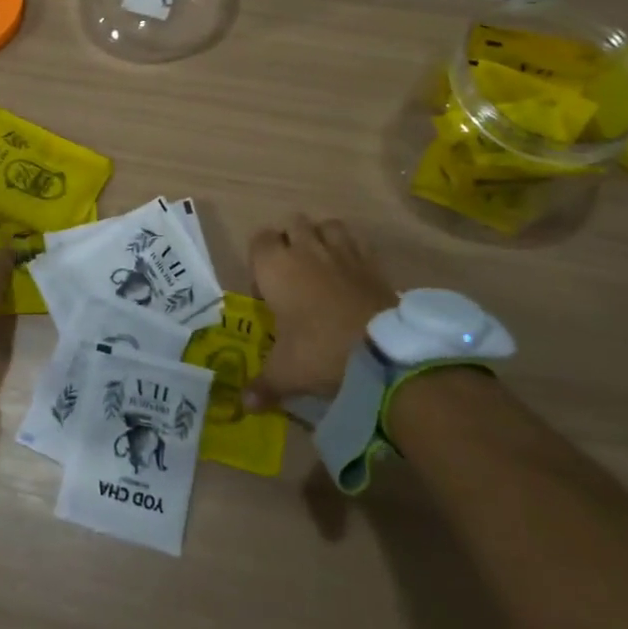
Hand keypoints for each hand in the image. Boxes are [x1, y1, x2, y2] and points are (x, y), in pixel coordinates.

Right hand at [245, 215, 395, 410]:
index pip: (258, 240)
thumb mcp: (286, 372)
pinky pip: (357, 239)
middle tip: (292, 277)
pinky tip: (351, 271)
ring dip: (321, 237)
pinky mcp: (372, 261)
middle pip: (292, 224)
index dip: (259, 261)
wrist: (382, 352)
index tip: (266, 290)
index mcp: (275, 266)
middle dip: (289, 242)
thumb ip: (264, 384)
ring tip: (322, 266)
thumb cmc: (319, 352)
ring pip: (326, 225)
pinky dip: (352, 248)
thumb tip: (245, 404)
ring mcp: (342, 251)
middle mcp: (305, 249)